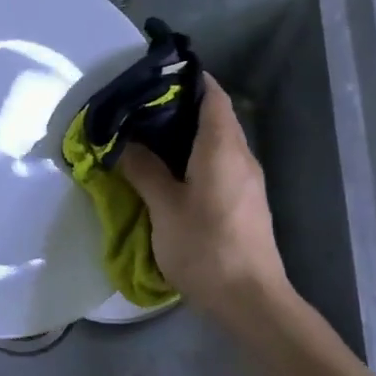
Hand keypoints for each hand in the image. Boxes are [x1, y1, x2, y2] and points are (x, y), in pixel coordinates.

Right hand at [117, 74, 288, 323]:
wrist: (250, 299)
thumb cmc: (206, 248)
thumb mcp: (165, 208)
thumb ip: (144, 171)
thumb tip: (126, 145)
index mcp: (223, 147)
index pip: (212, 94)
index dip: (188, 79)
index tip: (155, 76)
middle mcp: (242, 156)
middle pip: (215, 116)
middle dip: (179, 107)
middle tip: (138, 109)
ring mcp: (248, 181)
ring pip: (218, 142)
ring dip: (186, 135)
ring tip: (147, 138)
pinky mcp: (246, 202)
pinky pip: (221, 164)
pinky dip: (196, 158)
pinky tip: (170, 172)